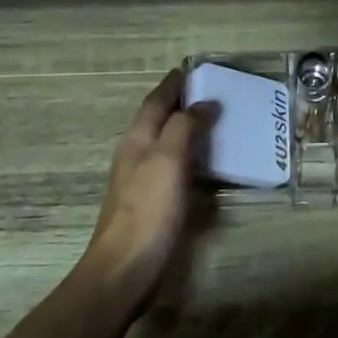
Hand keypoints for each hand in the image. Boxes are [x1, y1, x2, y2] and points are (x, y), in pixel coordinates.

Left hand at [79, 69, 204, 307]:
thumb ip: (183, 127)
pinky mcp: (151, 204)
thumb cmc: (148, 210)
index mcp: (137, 140)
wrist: (126, 267)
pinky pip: (172, 167)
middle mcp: (136, 156)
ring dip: (184, 129)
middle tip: (209, 92)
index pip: (155, 102)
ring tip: (212, 122)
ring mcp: (141, 181)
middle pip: (157, 120)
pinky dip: (188, 156)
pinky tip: (203, 165)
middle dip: (179, 104)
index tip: (190, 69)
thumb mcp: (167, 160)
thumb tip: (204, 103)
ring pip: (164, 143)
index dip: (172, 85)